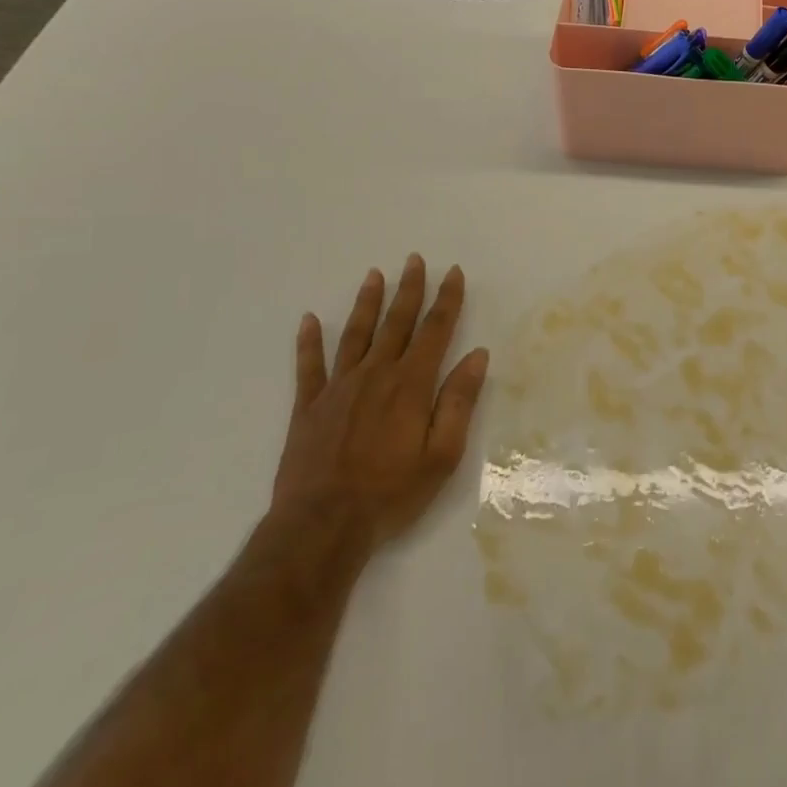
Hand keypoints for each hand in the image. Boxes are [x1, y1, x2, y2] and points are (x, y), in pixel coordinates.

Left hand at [271, 255, 488, 560]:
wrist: (322, 527)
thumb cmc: (392, 493)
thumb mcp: (442, 454)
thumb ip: (459, 401)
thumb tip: (477, 355)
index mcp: (411, 384)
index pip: (435, 330)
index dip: (446, 299)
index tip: (453, 273)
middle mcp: (376, 375)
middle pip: (396, 322)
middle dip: (409, 289)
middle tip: (414, 259)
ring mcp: (337, 388)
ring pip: (355, 334)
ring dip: (367, 303)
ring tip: (374, 275)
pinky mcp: (308, 407)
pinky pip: (308, 366)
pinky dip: (308, 341)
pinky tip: (308, 320)